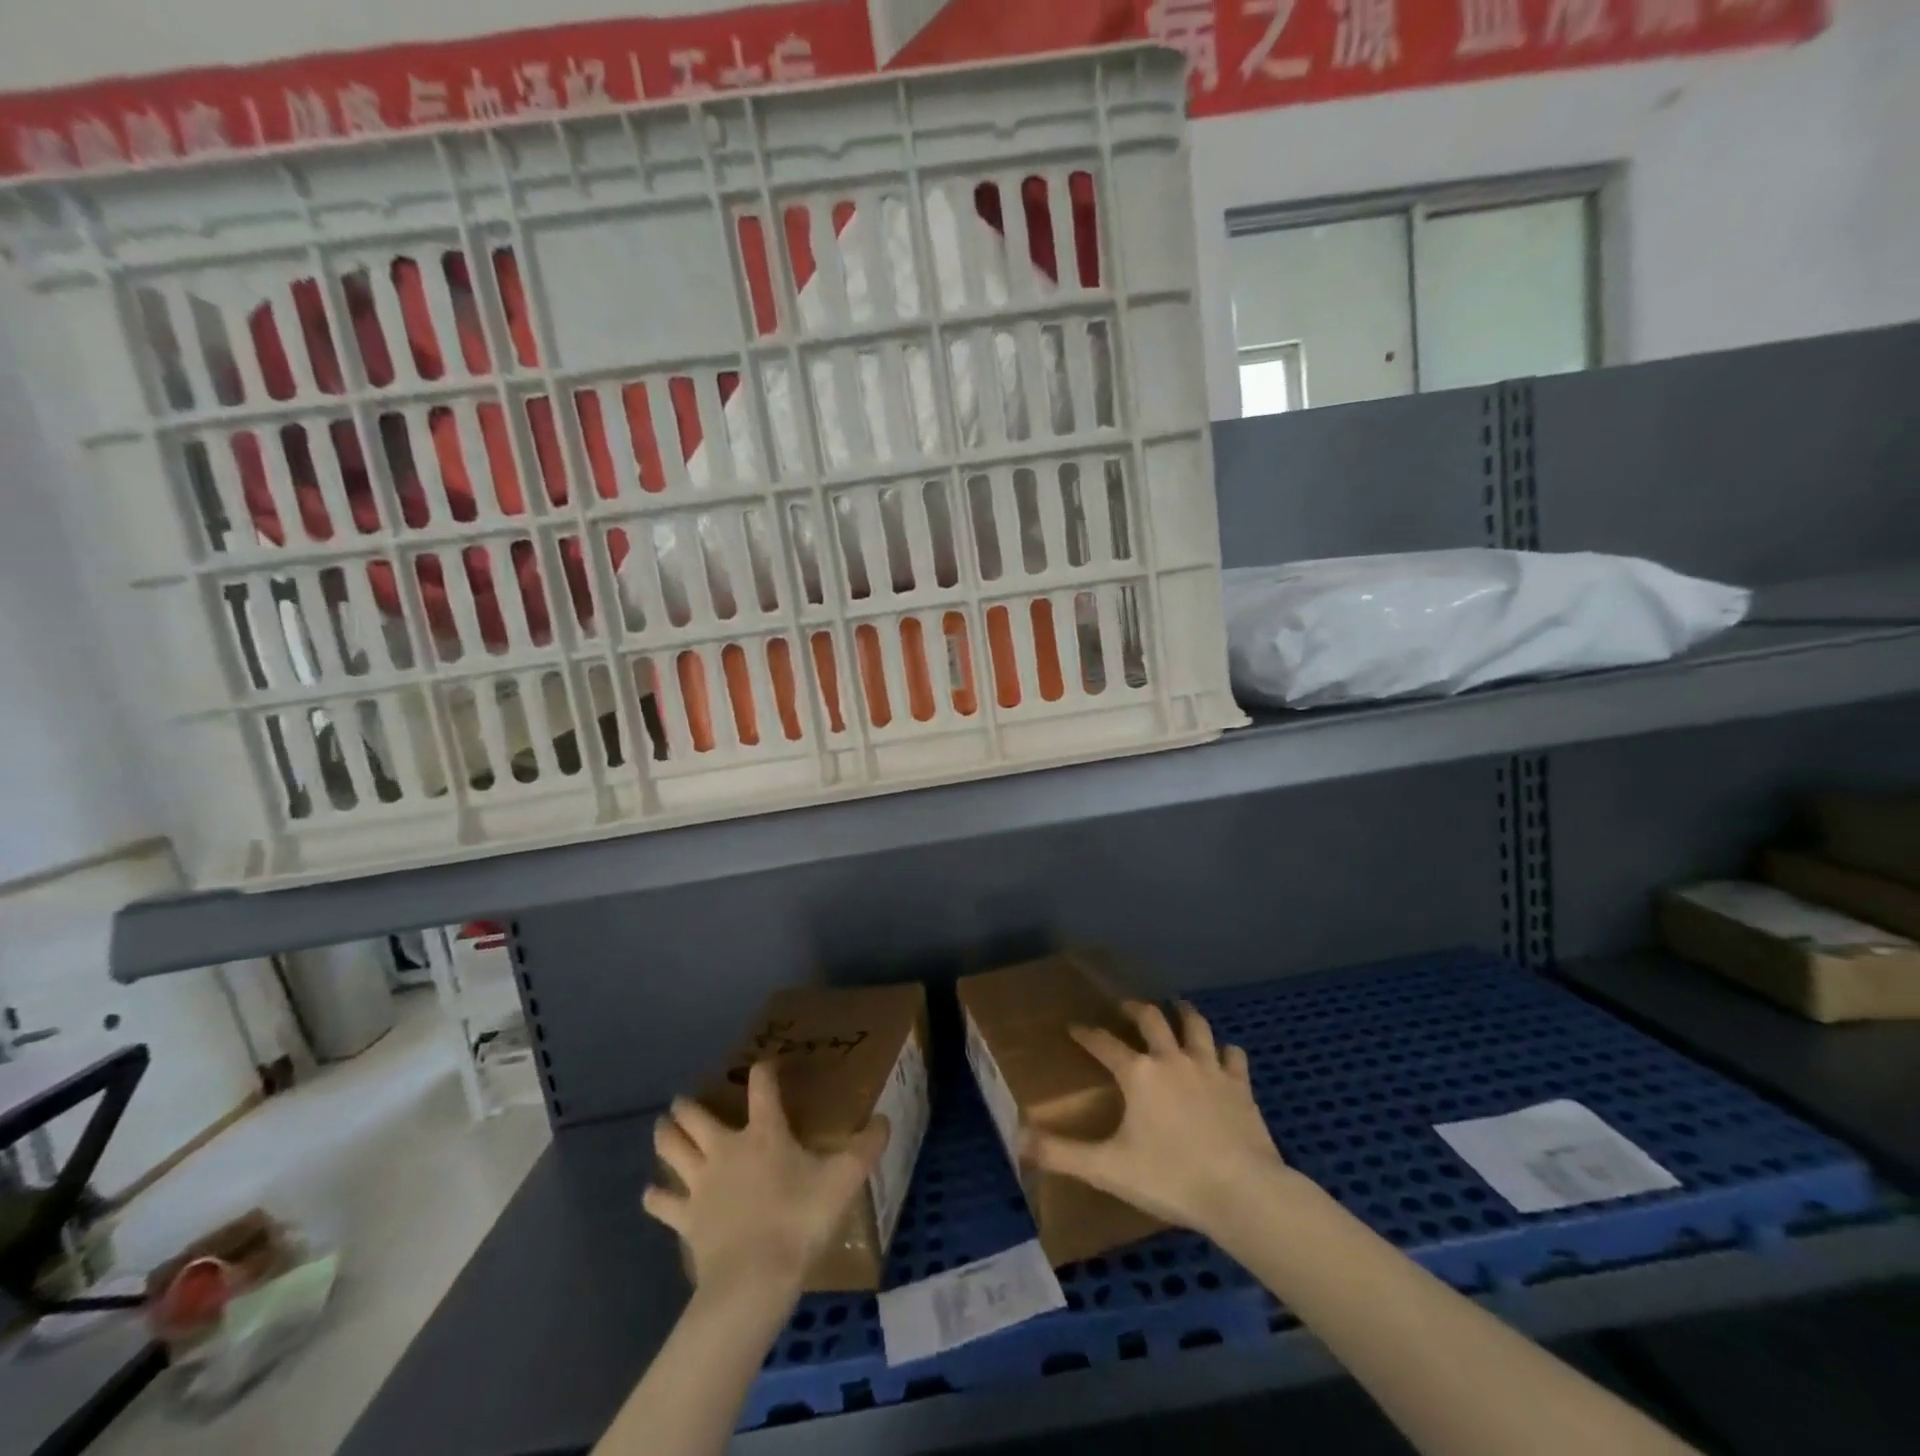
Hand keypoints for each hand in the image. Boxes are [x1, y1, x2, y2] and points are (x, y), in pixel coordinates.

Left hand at [643, 1061, 889, 1296]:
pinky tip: (651, 1192)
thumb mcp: (844, 1181)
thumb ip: (866, 1149)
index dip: (764, 1072)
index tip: (764, 1066)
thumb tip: (886, 1120)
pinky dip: (656, 1196)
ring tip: (662, 1126)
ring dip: (666, 1135)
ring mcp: (701, 1184)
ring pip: (673, 1150)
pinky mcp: (686, 1218)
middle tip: (684, 1100)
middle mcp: (727, 1149)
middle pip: (698, 1117)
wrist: (754, 1279)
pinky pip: (663, 1203)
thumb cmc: (800, 1221)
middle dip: (689, 1105)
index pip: (762, 1087)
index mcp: (764, 1133)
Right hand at [1022, 1001, 1289, 1239]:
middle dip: (1135, 1009)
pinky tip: (1223, 1053)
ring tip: (1177, 1007)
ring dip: (1184, 1013)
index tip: (1074, 1026)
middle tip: (1127, 1007)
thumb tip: (1019, 1139)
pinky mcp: (1240, 1085)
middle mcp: (1172, 1059)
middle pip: (1151, 1019)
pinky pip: (1232, 1055)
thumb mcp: (1107, 1168)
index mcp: (1138, 1073)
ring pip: (1195, 1026)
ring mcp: (1210, 1068)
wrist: (1242, 1192)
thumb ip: (1061, 1153)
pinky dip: (1225, 1051)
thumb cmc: (1170, 1178)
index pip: (1104, 1043)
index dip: (1086, 1034)